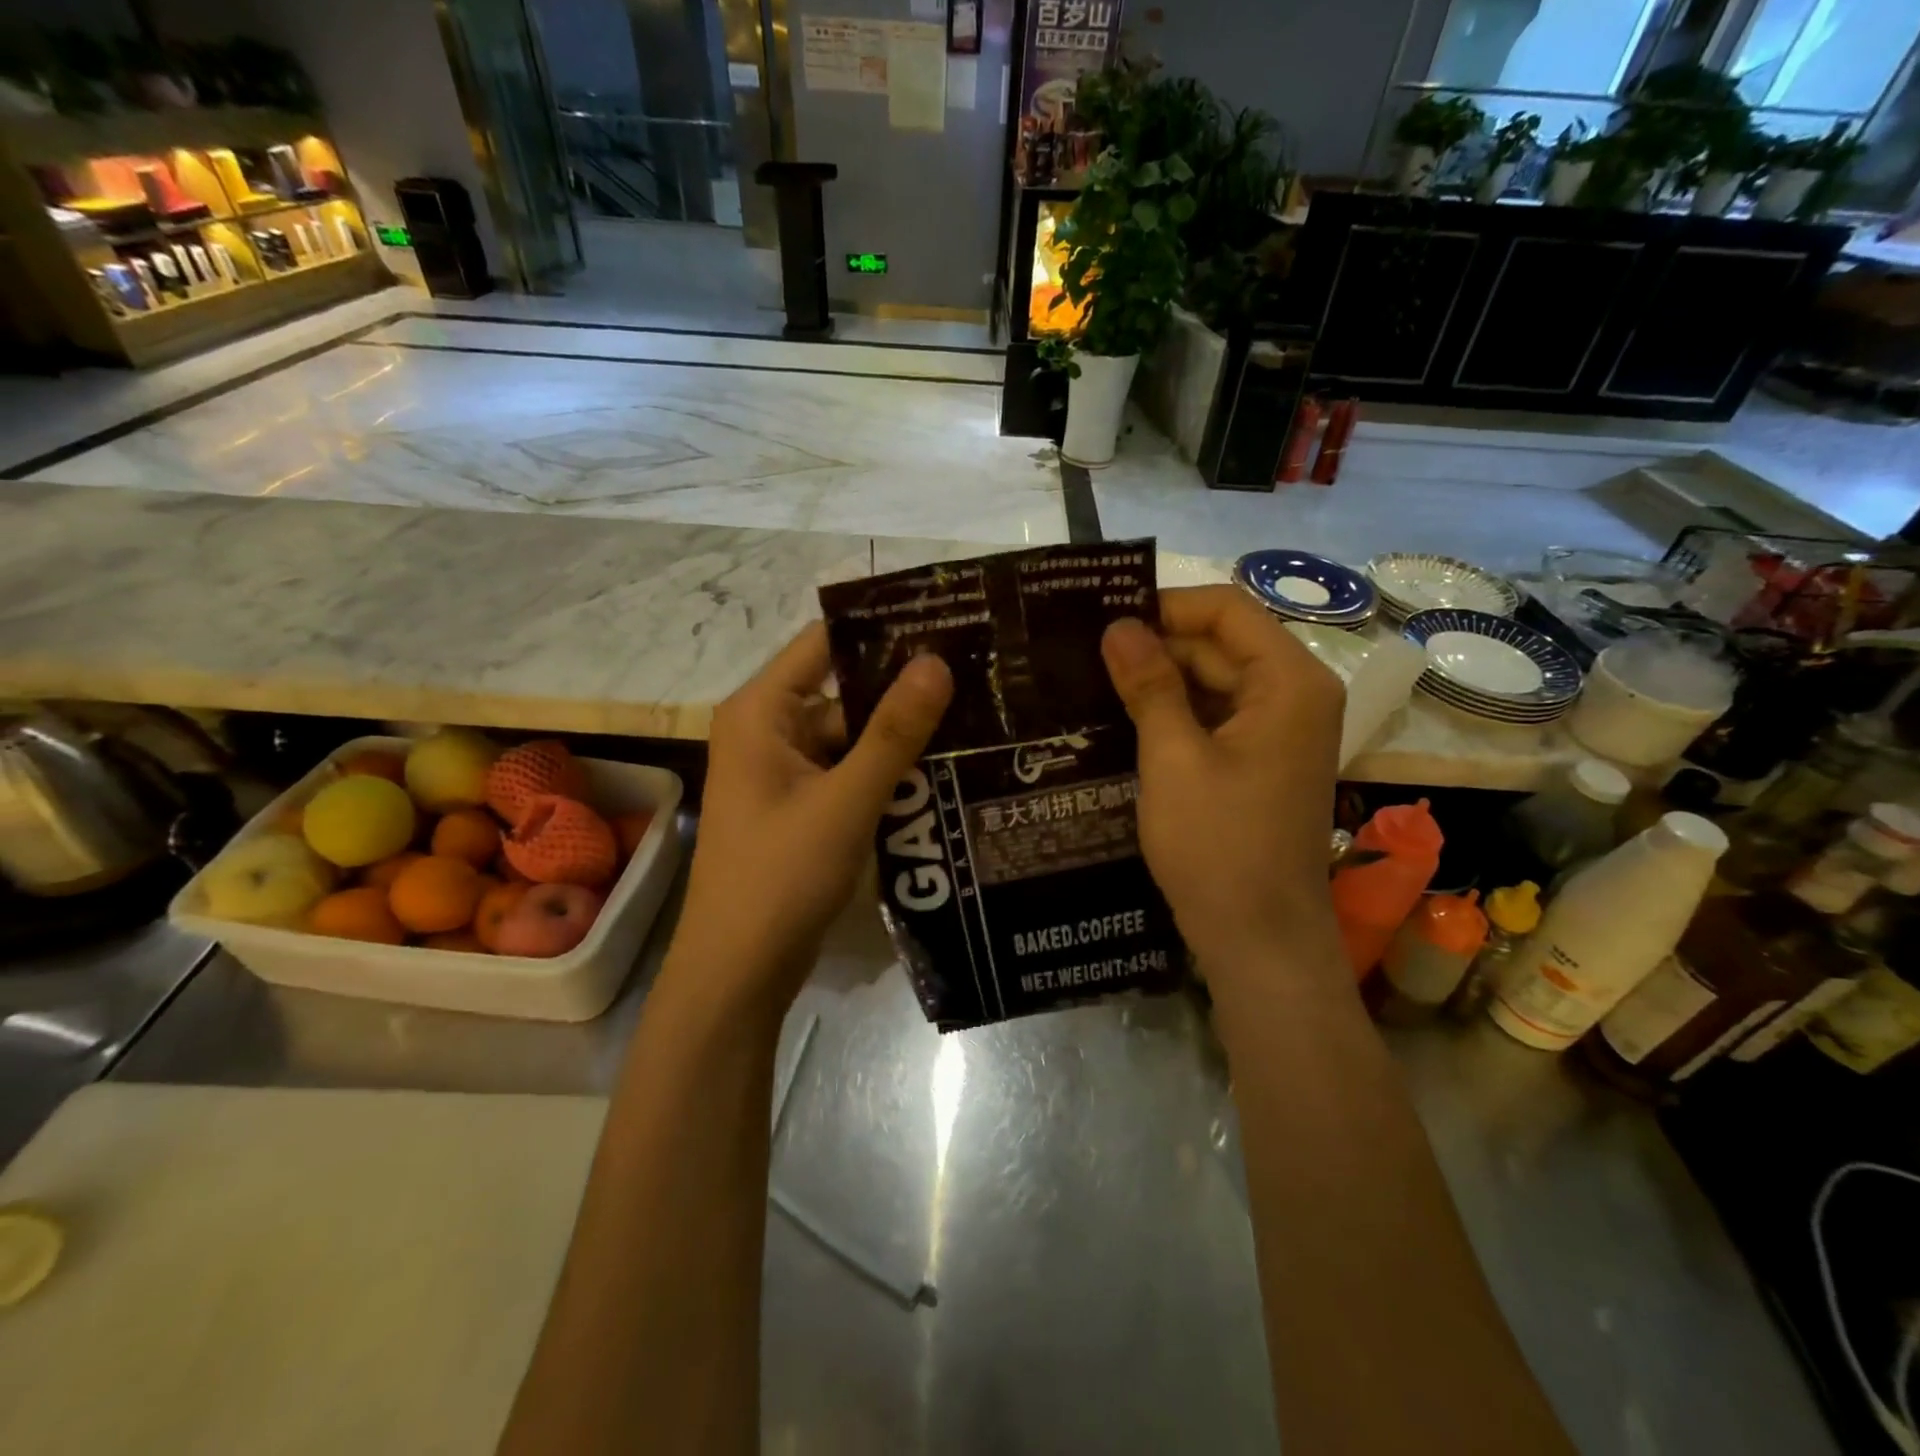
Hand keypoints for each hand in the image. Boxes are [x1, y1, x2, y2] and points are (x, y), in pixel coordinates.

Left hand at [673, 622, 953, 1007]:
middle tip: (977, 675)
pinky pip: (849, 771)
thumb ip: (893, 731)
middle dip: (903, 688)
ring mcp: (784, 771)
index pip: (824, 642)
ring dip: (901, 734)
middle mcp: (768, 730)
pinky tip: (942, 769)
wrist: (740, 971)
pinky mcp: (801, 805)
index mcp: (762, 711)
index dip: (882, 629)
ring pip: (851, 735)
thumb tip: (937, 660)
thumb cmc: (781, 876)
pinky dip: (887, 770)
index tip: (946, 622)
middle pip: (842, 690)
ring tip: (974, 717)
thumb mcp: (846, 799)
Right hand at [1101, 586, 1345, 994]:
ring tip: (1092, 683)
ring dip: (1160, 682)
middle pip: (1220, 645)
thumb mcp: (1172, 758)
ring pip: (1214, 682)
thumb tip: (1118, 626)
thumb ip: (1149, 685)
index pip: (1227, 611)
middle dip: (1156, 646)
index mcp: (1288, 682)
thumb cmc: (1218, 845)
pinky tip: (1123, 720)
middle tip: (1083, 654)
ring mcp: (1279, 731)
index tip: (1103, 621)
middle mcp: (1294, 695)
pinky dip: (1174, 714)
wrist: (1258, 939)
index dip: (1165, 606)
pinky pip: (1215, 717)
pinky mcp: (1260, 761)